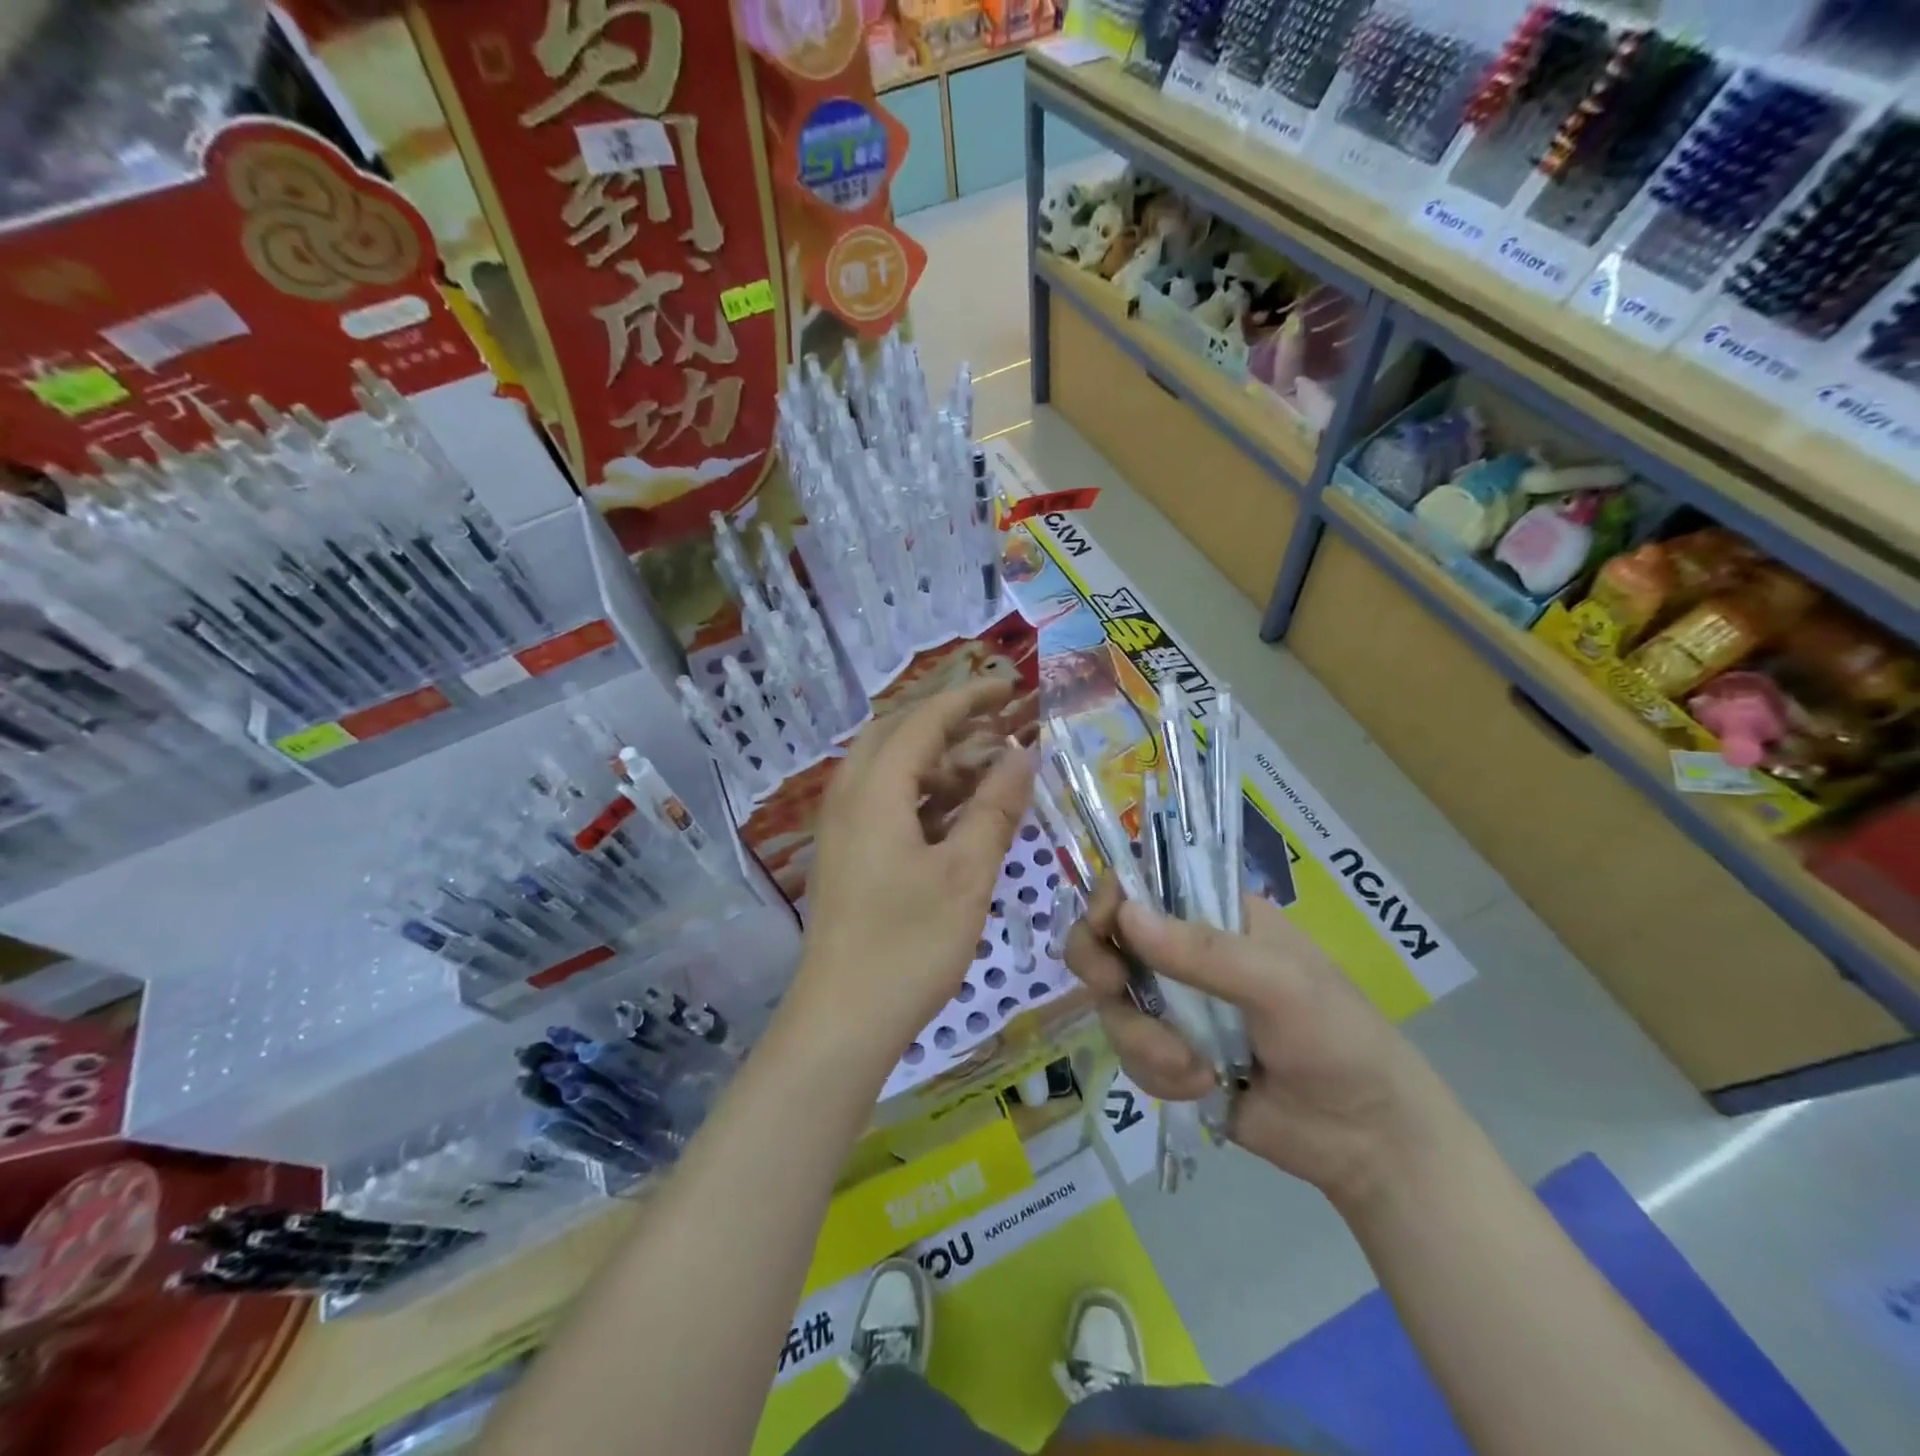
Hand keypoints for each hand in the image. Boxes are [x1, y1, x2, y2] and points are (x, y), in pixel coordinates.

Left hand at [791, 681, 1034, 1067]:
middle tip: (1000, 725)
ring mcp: (843, 827)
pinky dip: (924, 793)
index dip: (969, 698)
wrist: (842, 1020)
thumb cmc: (909, 945)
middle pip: (899, 734)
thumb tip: (1022, 754)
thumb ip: (995, 808)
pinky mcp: (847, 854)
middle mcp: (849, 796)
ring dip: (939, 759)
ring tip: (990, 770)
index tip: (1012, 686)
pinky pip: (886, 801)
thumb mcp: (966, 874)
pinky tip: (960, 814)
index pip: (924, 720)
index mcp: (875, 790)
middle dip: (950, 721)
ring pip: (891, 769)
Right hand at [1064, 882, 1446, 1209]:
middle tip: (1111, 986)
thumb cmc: (1337, 1038)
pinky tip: (1201, 1086)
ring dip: (1142, 1038)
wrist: (1366, 1139)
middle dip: (1100, 965)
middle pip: (1108, 940)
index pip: (1143, 886)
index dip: (1112, 900)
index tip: (1104, 928)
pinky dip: (1157, 1073)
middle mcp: (1184, 953)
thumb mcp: (1280, 984)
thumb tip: (1125, 915)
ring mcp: (1174, 1006)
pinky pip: (1129, 1054)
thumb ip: (1203, 952)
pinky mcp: (1168, 1057)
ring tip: (1192, 1067)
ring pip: (1113, 1004)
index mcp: (1215, 915)